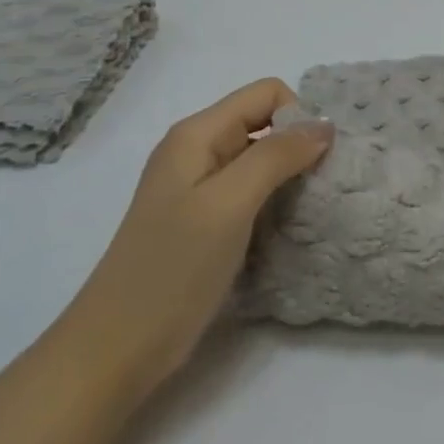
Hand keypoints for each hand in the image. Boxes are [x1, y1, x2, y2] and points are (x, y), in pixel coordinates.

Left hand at [56, 79, 334, 400]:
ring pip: (262, 159)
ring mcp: (199, 189)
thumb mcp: (229, 203)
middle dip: (298, 147)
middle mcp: (198, 152)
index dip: (297, 118)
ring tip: (307, 210)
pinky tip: (286, 227)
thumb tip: (325, 125)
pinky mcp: (205, 222)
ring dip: (290, 176)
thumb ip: (277, 156)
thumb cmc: (173, 268)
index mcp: (197, 134)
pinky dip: (276, 201)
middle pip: (265, 123)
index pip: (267, 94)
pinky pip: (253, 192)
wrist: (117, 348)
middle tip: (318, 188)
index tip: (312, 162)